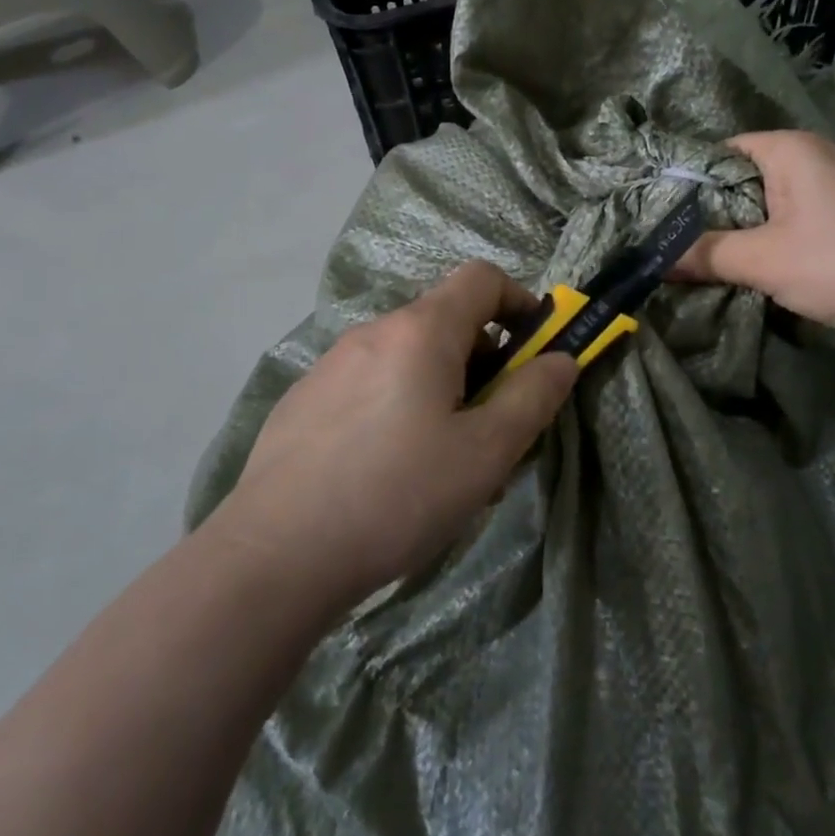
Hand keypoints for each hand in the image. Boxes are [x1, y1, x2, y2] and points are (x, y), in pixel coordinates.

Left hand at [220, 262, 576, 604]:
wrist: (274, 557)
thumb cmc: (397, 495)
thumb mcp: (485, 452)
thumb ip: (532, 397)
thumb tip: (561, 359)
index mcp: (420, 331)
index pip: (481, 278)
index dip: (519, 302)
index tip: (535, 351)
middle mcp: (373, 332)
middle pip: (446, 321)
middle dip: (484, 360)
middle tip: (492, 425)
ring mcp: (331, 365)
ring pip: (407, 358)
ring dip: (441, 387)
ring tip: (443, 459)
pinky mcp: (304, 401)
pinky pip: (370, 384)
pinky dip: (398, 405)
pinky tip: (387, 470)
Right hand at [674, 130, 834, 342]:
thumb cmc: (834, 262)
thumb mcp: (760, 260)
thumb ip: (705, 254)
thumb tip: (654, 260)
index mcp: (791, 148)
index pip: (725, 151)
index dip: (694, 180)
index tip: (668, 213)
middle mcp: (818, 153)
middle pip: (751, 173)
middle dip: (720, 205)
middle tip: (687, 238)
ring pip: (778, 195)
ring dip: (751, 222)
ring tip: (720, 252)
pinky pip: (803, 211)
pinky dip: (781, 230)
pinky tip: (769, 259)